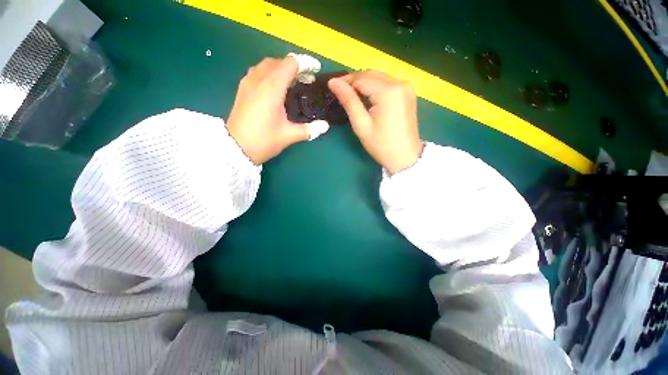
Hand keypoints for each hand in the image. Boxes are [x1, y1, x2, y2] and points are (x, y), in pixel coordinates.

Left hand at [226, 57, 310, 164]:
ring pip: (266, 65)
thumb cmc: (264, 140)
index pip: (290, 64)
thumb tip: (325, 126)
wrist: (236, 149)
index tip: (316, 70)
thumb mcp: (289, 136)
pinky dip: (270, 73)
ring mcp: (248, 83)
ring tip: (293, 81)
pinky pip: (258, 72)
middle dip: (295, 66)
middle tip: (307, 78)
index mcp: (272, 88)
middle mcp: (258, 80)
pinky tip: (276, 87)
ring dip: (281, 68)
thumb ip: (309, 129)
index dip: (305, 63)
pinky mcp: (242, 90)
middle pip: (278, 61)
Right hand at [328, 71, 423, 173]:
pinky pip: (387, 83)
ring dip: (364, 83)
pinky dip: (375, 87)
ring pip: (379, 78)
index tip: (333, 87)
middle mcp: (400, 83)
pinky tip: (367, 97)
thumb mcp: (362, 125)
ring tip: (351, 95)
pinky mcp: (408, 92)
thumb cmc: (381, 145)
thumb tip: (333, 82)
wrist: (405, 156)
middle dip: (354, 81)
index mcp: (388, 92)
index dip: (345, 81)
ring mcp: (406, 87)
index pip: (361, 79)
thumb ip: (348, 101)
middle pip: (371, 75)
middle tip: (340, 91)